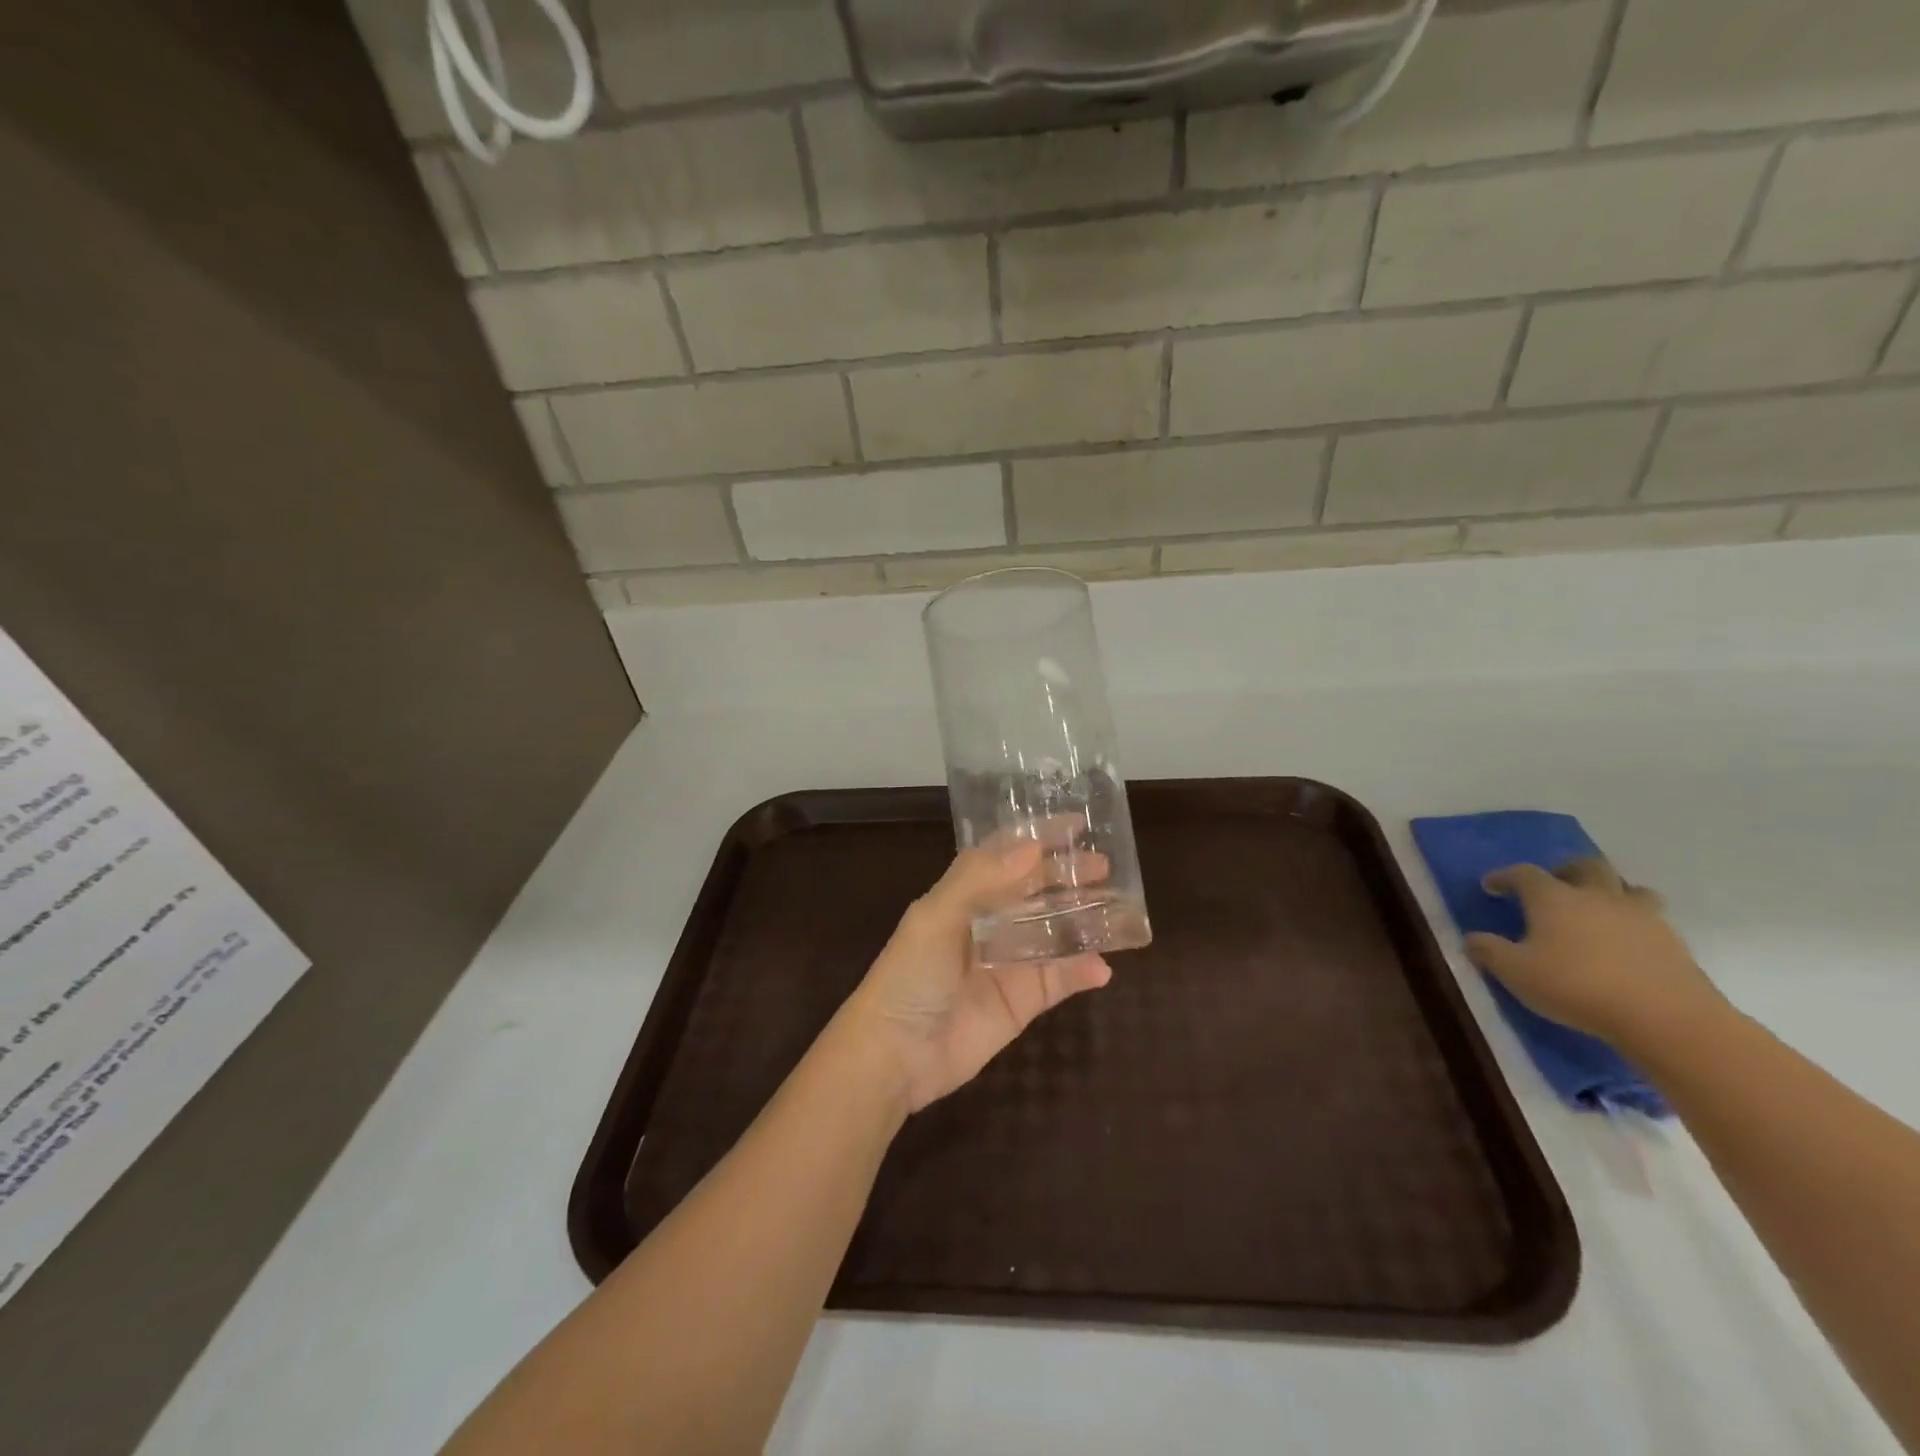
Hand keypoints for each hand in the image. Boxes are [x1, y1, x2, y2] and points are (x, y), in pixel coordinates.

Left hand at [838, 842, 1112, 1112]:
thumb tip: (1032, 848)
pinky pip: (1060, 980)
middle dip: (1068, 875)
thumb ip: (980, 880)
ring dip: (1084, 919)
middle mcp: (989, 922)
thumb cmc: (909, 977)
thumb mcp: (935, 918)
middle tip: (1105, 865)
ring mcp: (1009, 962)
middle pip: (1036, 890)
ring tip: (1121, 908)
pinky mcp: (1022, 1001)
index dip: (1037, 836)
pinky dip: (1082, 971)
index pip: (1006, 855)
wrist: (895, 1056)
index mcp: (964, 894)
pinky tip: (1103, 967)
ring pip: (1055, 932)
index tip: (1076, 823)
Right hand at [1465, 858, 1726, 1049]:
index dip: (1505, 876)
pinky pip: (1651, 918)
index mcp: (1554, 898)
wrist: (1666, 1018)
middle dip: (1566, 869)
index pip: (1523, 873)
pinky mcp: (1673, 941)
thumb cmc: (1577, 986)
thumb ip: (1489, 951)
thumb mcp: (1515, 972)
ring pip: (1627, 887)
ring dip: (1610, 891)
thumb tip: (1472, 939)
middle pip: (1585, 865)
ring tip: (1598, 910)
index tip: (1491, 886)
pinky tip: (1626, 943)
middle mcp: (1597, 896)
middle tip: (1554, 885)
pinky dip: (1634, 922)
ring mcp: (1641, 916)